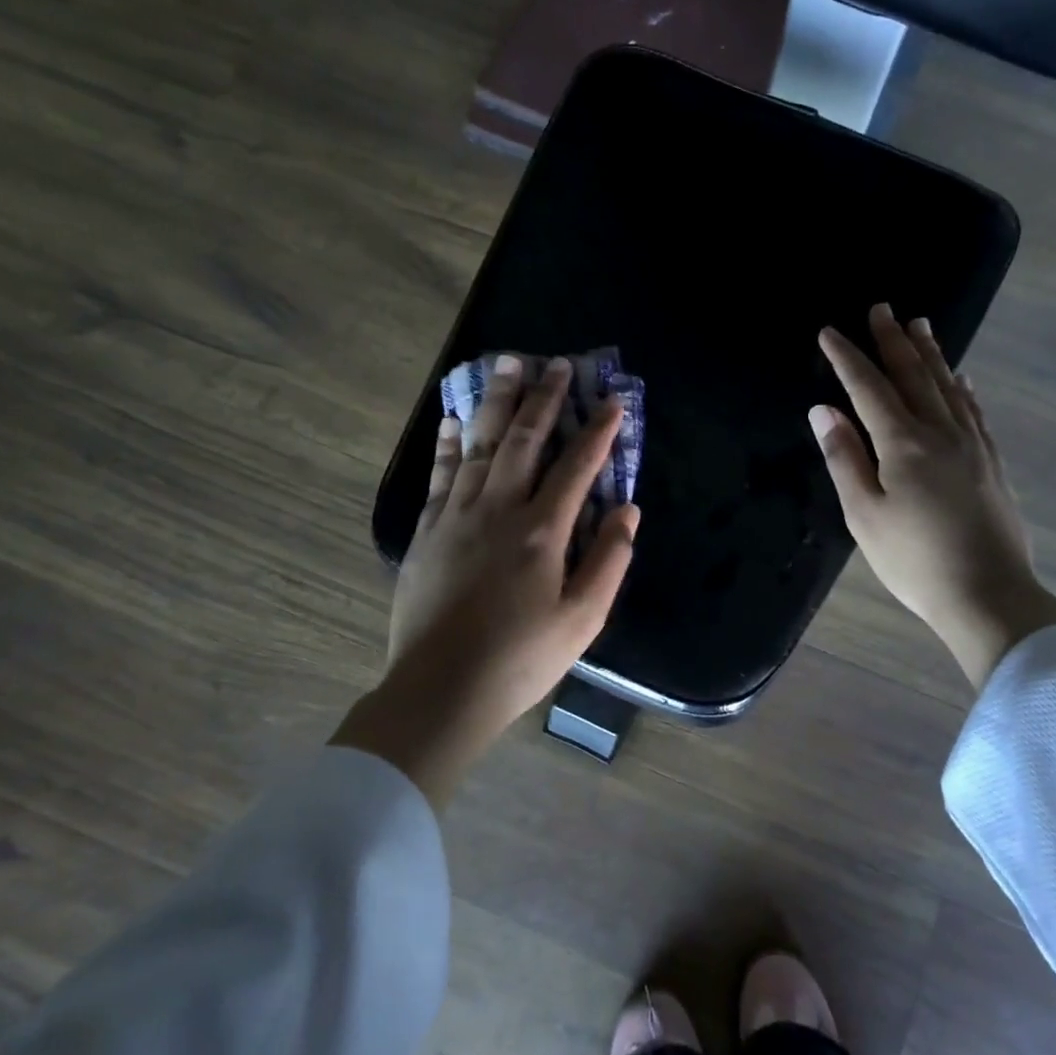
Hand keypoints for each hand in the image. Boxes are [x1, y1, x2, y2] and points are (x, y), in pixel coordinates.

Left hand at [335, 354, 639, 805]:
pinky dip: (449, 444)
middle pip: (523, 441)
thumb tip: (628, 509)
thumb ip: (609, 560)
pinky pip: (439, 475)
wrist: (442, 690)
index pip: (577, 467)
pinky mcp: (427, 532)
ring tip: (506, 366)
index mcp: (542, 532)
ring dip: (496, 404)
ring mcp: (456, 517)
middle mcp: (498, 510)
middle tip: (556, 364)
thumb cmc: (521, 659)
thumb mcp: (583, 619)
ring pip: (480, 446)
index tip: (612, 402)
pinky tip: (454, 419)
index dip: (598, 431)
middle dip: (543, 399)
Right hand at [811, 303, 1055, 689]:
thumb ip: (844, 458)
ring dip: (931, 354)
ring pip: (949, 387)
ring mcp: (972, 445)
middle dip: (893, 341)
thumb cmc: (913, 560)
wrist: (987, 594)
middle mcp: (941, 432)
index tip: (829, 332)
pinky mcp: (991, 463)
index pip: (869, 388)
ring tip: (920, 326)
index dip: (847, 358)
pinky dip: (963, 388)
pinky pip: (974, 411)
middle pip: (914, 375)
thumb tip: (823, 411)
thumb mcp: (864, 514)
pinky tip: (962, 379)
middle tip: (881, 308)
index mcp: (903, 444)